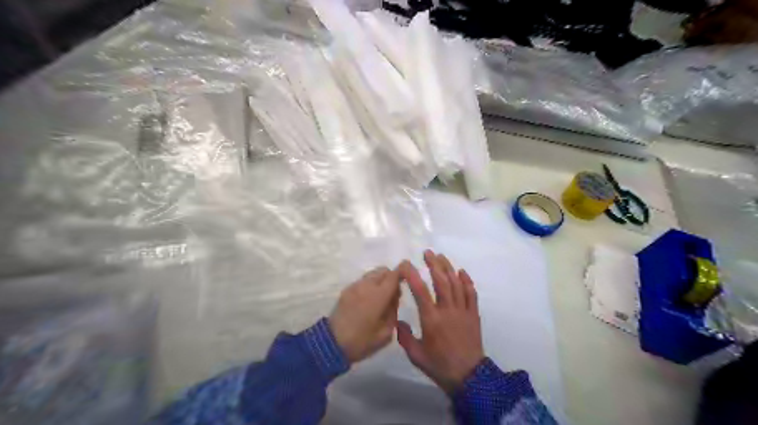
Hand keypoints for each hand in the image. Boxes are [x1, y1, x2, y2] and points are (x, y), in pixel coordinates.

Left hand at [331, 266, 401, 362]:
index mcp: (378, 295)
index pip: (394, 275)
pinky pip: (363, 281)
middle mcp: (366, 285)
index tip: (409, 279)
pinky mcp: (346, 290)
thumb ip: (393, 310)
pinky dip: (370, 285)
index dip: (403, 272)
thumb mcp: (386, 332)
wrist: (331, 344)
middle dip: (392, 278)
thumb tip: (395, 297)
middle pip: (383, 270)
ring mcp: (355, 286)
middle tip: (393, 295)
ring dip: (380, 281)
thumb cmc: (361, 341)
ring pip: (373, 274)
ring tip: (380, 299)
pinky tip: (368, 302)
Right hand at [397, 249, 484, 394]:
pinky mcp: (473, 314)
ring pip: (456, 283)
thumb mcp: (416, 355)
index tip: (405, 264)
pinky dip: (467, 281)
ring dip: (448, 268)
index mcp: (431, 319)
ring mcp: (462, 311)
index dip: (412, 275)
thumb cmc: (439, 365)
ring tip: (441, 257)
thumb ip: (405, 337)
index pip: (420, 291)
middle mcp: (447, 310)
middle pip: (441, 281)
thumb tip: (398, 321)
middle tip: (427, 253)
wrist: (469, 377)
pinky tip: (462, 272)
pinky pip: (471, 294)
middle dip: (434, 264)